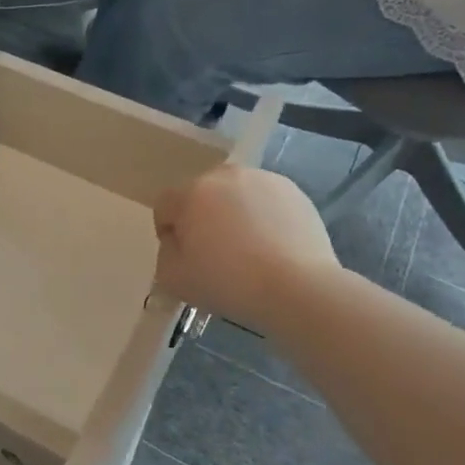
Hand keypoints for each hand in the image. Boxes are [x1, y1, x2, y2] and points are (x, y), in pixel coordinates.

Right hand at [153, 166, 338, 332]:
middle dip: (202, 218)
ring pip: (235, 195)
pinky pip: (265, 201)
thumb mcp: (173, 279)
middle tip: (216, 253)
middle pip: (201, 195)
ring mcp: (263, 179)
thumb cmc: (229, 283)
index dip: (168, 232)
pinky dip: (264, 217)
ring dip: (234, 214)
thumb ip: (165, 253)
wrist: (298, 288)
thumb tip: (178, 241)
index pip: (165, 205)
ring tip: (250, 250)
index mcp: (191, 192)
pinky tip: (274, 246)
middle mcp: (225, 175)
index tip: (185, 258)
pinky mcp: (294, 191)